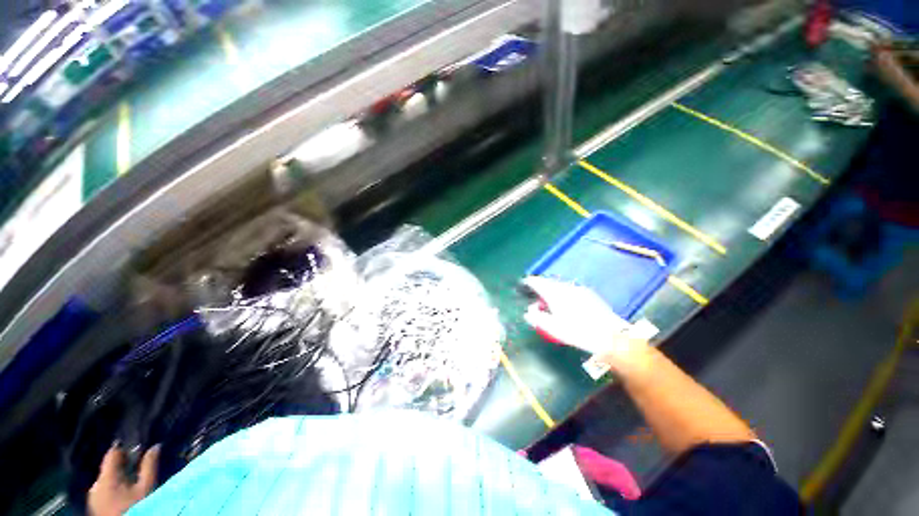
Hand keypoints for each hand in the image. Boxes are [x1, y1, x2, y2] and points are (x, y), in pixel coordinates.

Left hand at [88, 444, 159, 515]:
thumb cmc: (135, 507)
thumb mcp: (146, 487)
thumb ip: (149, 466)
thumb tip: (156, 446)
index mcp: (106, 476)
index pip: (112, 453)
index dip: (125, 450)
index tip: (137, 452)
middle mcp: (96, 483)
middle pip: (109, 467)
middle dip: (122, 467)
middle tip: (137, 472)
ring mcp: (93, 496)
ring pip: (106, 480)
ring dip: (118, 479)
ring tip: (131, 486)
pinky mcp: (94, 505)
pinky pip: (103, 490)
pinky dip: (113, 489)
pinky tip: (122, 496)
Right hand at [521, 276, 641, 357]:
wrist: (610, 335)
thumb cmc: (578, 332)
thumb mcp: (553, 328)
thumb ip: (537, 318)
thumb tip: (529, 311)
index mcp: (555, 293)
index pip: (538, 282)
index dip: (530, 282)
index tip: (524, 283)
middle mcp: (565, 287)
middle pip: (549, 282)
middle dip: (541, 285)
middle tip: (535, 293)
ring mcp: (578, 289)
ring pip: (559, 285)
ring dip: (552, 289)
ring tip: (549, 299)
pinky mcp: (588, 293)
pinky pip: (569, 288)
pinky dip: (562, 292)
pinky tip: (565, 302)